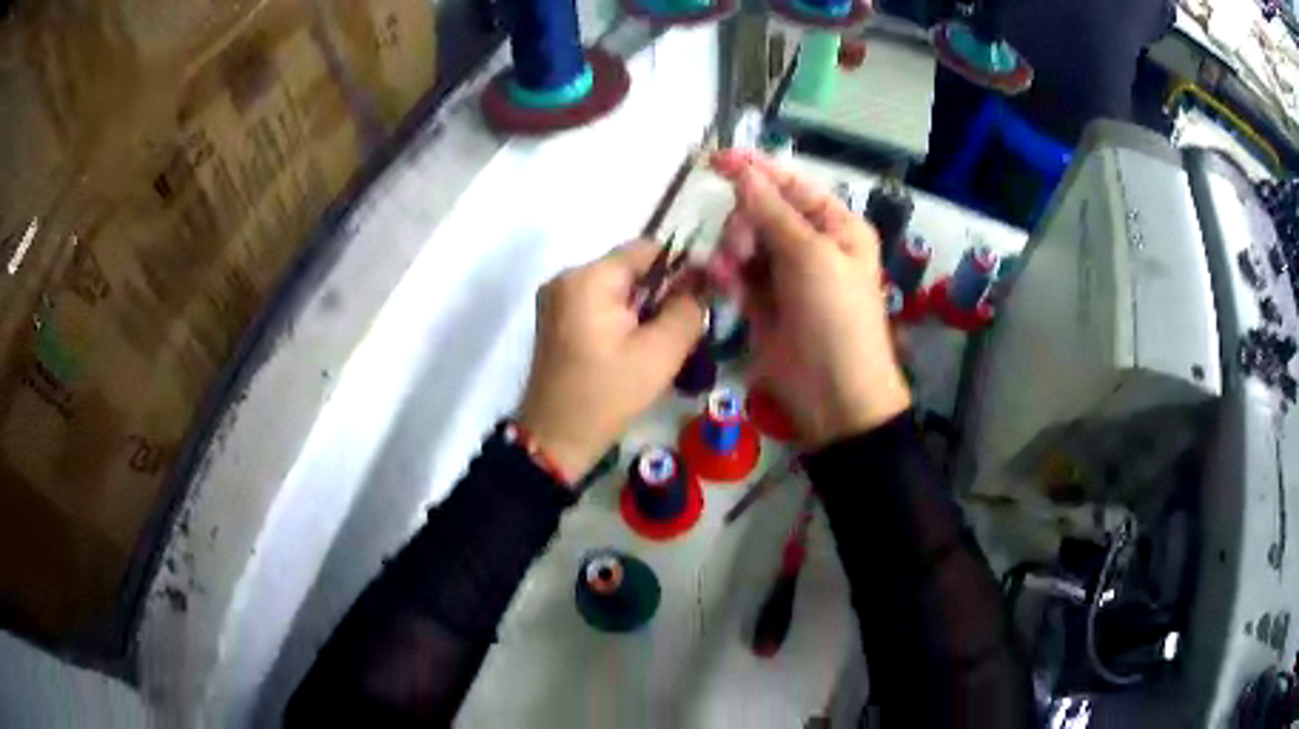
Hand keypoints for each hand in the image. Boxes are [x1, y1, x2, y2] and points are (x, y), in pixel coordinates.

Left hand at [518, 243, 706, 481]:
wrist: (555, 438)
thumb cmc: (607, 395)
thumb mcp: (660, 354)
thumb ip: (687, 311)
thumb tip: (699, 288)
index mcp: (588, 279)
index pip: (646, 249)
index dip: (682, 264)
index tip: (706, 291)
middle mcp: (567, 278)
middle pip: (629, 267)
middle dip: (663, 289)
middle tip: (689, 321)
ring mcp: (557, 298)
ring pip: (616, 287)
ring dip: (645, 305)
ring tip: (665, 338)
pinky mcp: (556, 319)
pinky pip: (599, 303)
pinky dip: (624, 316)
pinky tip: (637, 345)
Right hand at [708, 150, 909, 447]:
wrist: (833, 394)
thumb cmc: (835, 316)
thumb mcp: (810, 256)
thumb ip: (772, 212)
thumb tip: (743, 171)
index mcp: (836, 226)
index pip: (791, 185)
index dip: (756, 169)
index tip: (716, 159)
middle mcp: (811, 244)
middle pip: (762, 211)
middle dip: (744, 221)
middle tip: (741, 246)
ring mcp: (785, 274)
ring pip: (744, 240)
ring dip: (733, 248)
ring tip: (732, 271)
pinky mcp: (762, 302)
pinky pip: (736, 273)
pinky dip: (727, 273)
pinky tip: (724, 281)